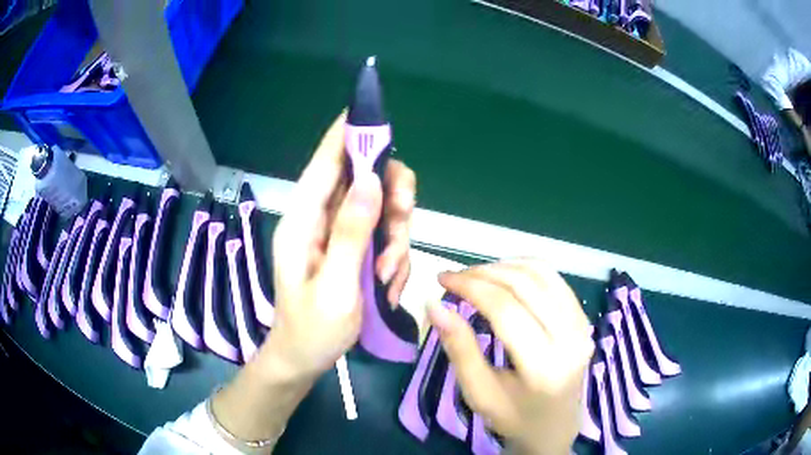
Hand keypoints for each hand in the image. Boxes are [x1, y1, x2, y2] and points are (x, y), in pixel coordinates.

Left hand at [265, 111, 415, 380]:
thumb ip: (351, 233)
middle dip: (392, 200)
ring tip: (387, 277)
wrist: (305, 358)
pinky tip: (386, 287)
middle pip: (363, 181)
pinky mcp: (351, 250)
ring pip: (380, 209)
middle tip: (403, 223)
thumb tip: (370, 180)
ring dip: (395, 239)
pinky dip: (393, 258)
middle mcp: (320, 219)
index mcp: (303, 222)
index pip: (324, 164)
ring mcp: (337, 235)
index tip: (371, 115)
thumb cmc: (313, 329)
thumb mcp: (335, 287)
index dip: (346, 135)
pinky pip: (383, 236)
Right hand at [428, 260, 592, 454]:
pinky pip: (555, 280)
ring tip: (477, 276)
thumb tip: (435, 305)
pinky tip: (505, 278)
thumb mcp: (479, 393)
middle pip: (525, 285)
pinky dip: (526, 269)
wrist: (555, 427)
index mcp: (544, 366)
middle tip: (455, 277)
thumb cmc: (513, 417)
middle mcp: (571, 338)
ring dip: (505, 266)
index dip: (471, 287)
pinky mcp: (584, 318)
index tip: (442, 279)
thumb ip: (459, 349)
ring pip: (543, 274)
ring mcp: (582, 325)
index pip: (506, 309)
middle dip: (484, 273)